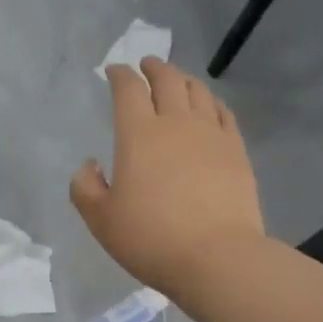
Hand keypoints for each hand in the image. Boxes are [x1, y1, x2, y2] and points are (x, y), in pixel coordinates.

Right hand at [70, 58, 264, 298]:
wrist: (216, 257)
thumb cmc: (150, 239)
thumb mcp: (101, 220)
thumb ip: (86, 188)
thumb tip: (90, 165)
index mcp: (138, 135)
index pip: (128, 90)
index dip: (119, 75)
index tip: (113, 71)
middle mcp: (175, 123)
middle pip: (167, 80)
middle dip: (153, 67)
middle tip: (147, 64)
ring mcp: (211, 134)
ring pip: (197, 92)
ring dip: (183, 79)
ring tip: (177, 80)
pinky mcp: (237, 151)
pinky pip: (223, 113)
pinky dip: (211, 102)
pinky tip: (208, 106)